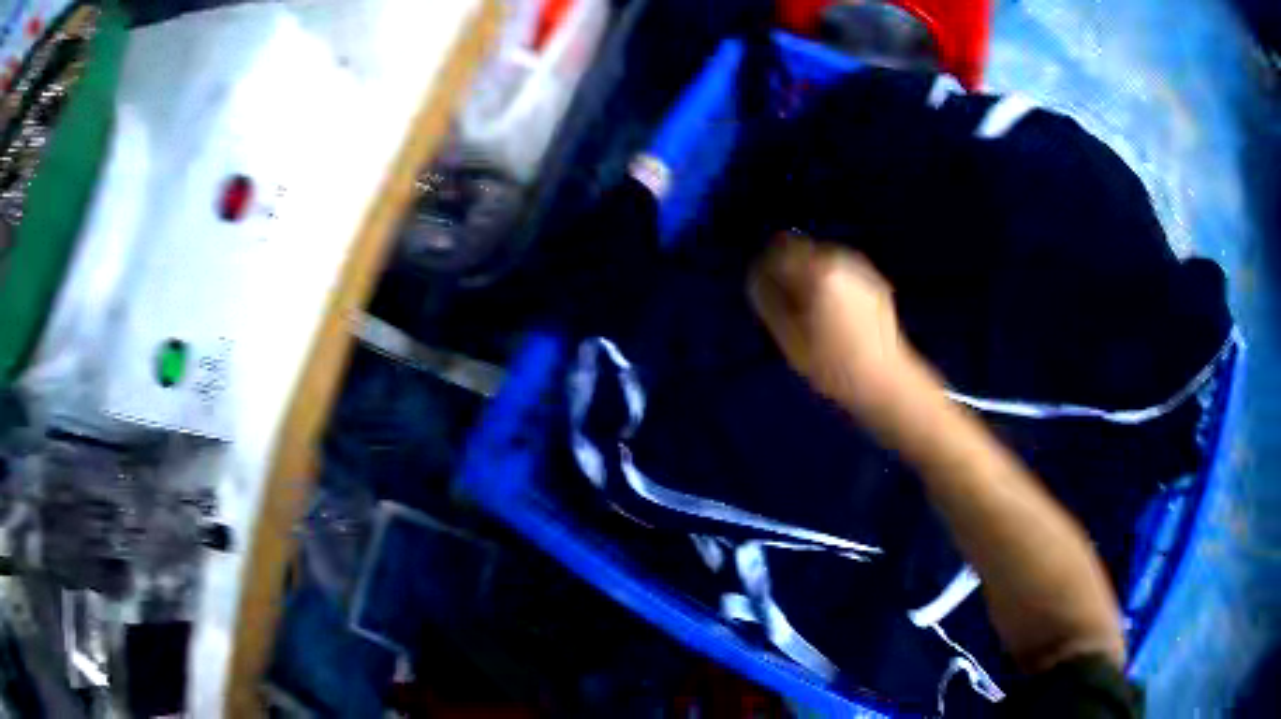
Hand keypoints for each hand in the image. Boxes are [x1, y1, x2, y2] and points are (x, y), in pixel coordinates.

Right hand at [749, 235, 916, 420]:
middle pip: (802, 250)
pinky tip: (835, 315)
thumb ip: (769, 300)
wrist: (886, 380)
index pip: (778, 251)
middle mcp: (841, 259)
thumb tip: (757, 278)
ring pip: (822, 259)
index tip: (762, 292)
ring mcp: (861, 268)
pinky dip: (831, 283)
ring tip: (812, 314)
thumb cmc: (833, 365)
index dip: (765, 269)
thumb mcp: (790, 338)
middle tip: (787, 306)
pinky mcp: (875, 281)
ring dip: (811, 276)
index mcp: (818, 270)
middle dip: (790, 271)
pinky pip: (842, 272)